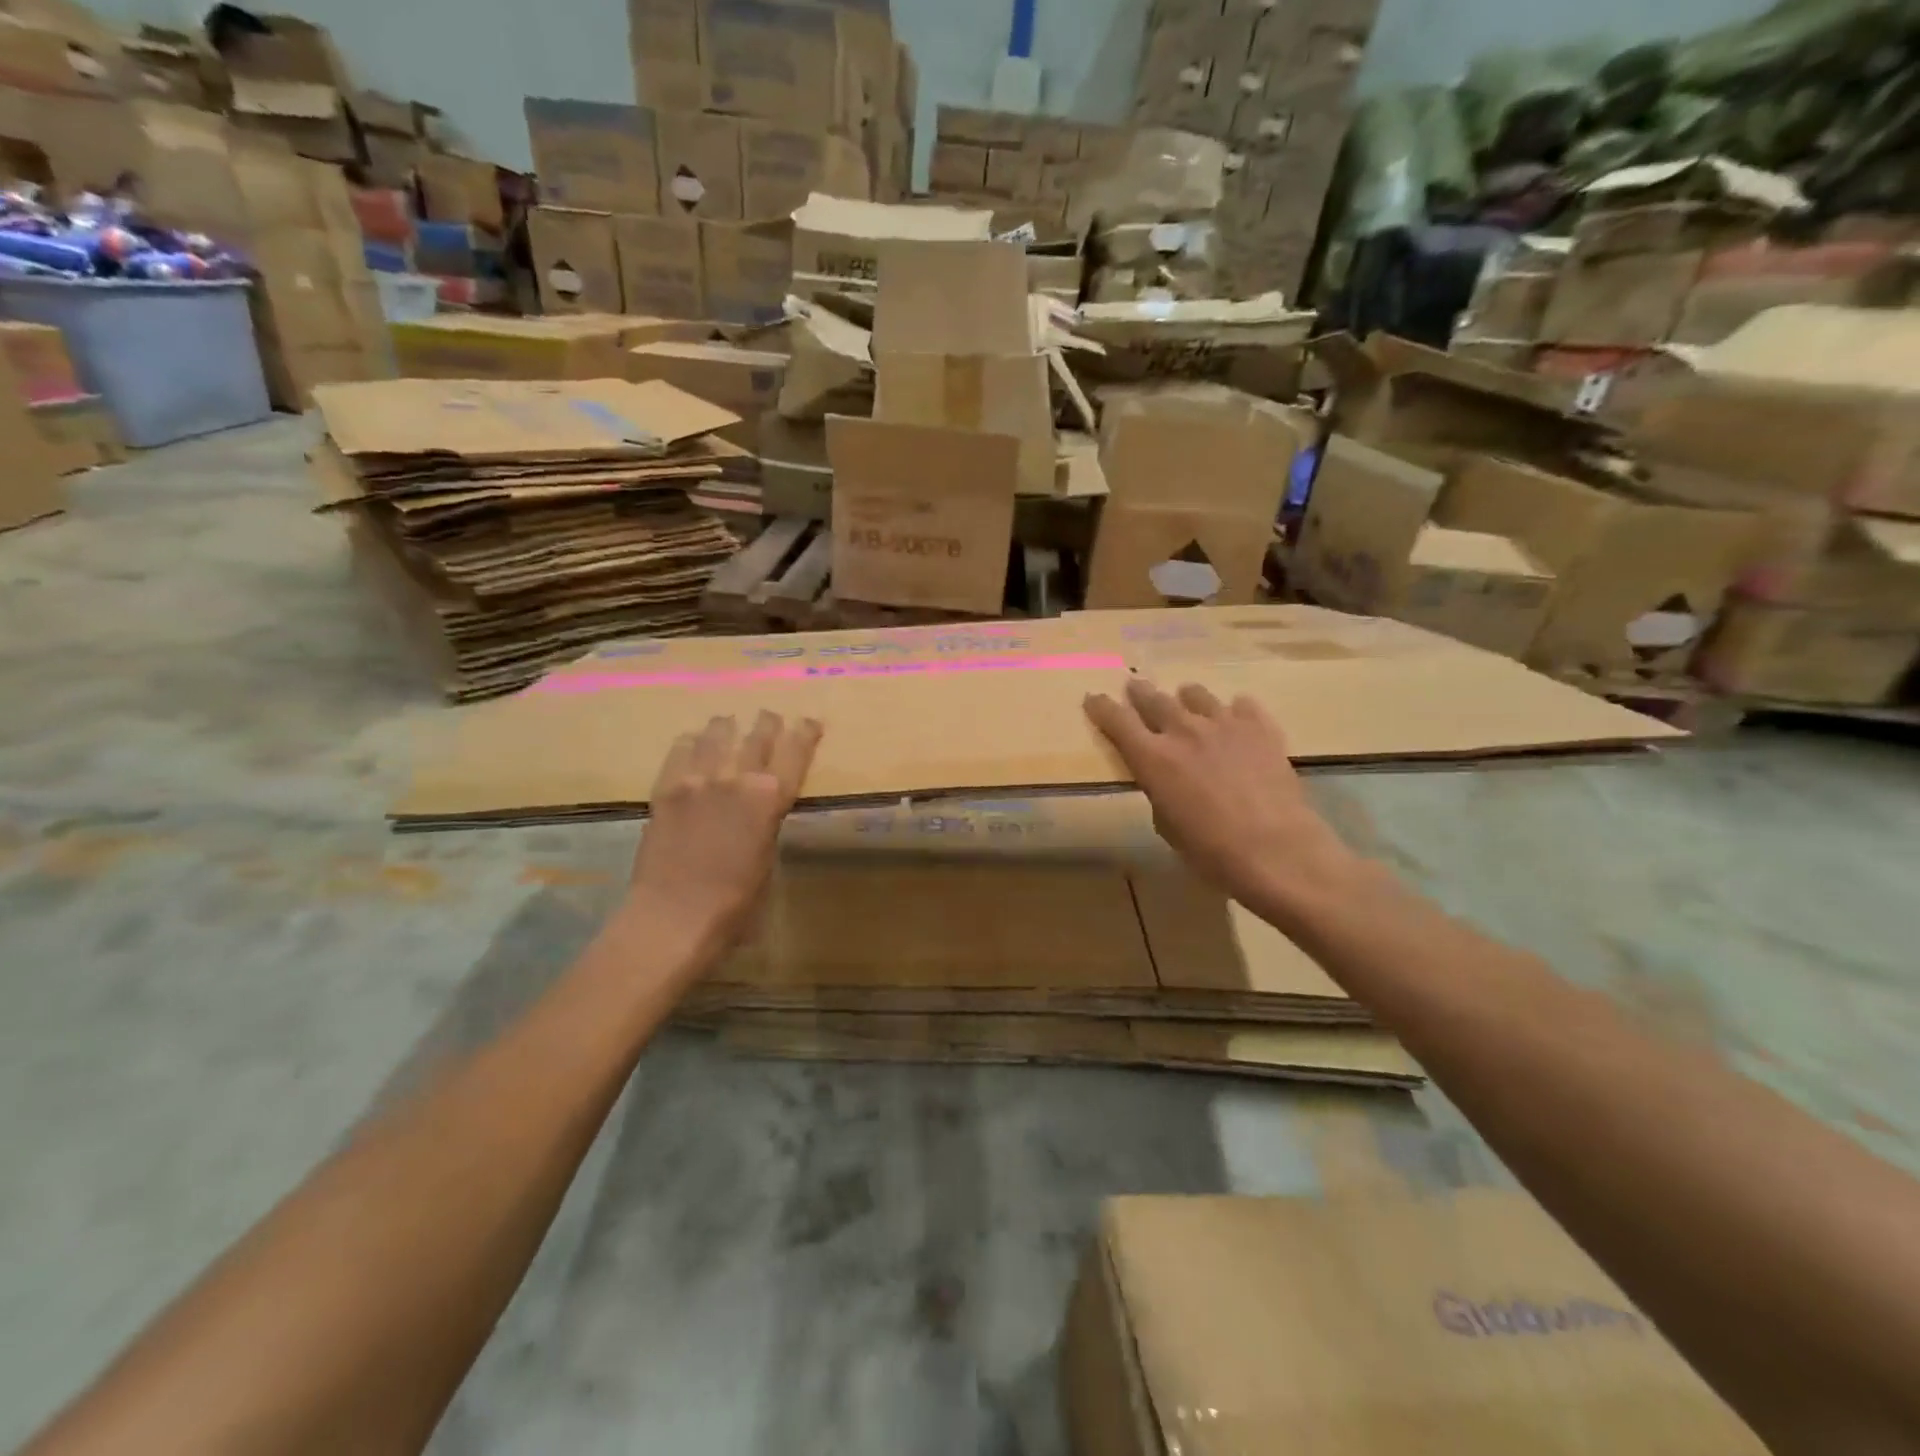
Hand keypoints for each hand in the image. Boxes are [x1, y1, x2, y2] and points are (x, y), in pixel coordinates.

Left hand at [627, 711, 822, 951]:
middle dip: (767, 723)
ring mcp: (698, 779)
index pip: (795, 751)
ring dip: (728, 727)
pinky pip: (681, 750)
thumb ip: (766, 821)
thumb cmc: (735, 902)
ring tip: (729, 723)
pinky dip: (692, 742)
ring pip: (717, 734)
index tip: (810, 722)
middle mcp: (737, 778)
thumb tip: (760, 808)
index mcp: (771, 797)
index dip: (805, 732)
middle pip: (757, 735)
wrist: (675, 915)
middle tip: (770, 716)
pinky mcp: (666, 788)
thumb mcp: (767, 857)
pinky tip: (694, 742)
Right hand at [1084, 679, 1358, 914]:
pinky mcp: (1260, 727)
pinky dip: (1233, 712)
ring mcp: (1224, 724)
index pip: (1116, 720)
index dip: (1101, 707)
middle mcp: (1183, 731)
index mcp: (1152, 758)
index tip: (1093, 699)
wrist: (1276, 850)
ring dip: (1186, 698)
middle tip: (1135, 687)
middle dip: (1140, 693)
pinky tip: (1237, 721)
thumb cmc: (1211, 851)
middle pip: (1153, 699)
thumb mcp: (1168, 826)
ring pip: (1196, 695)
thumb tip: (1166, 780)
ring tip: (1187, 701)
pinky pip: (1242, 705)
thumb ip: (1159, 792)